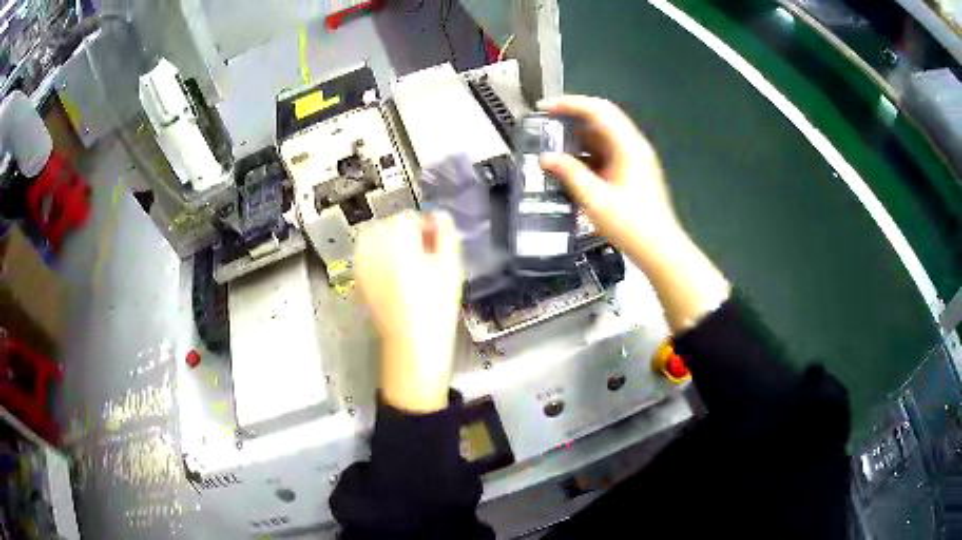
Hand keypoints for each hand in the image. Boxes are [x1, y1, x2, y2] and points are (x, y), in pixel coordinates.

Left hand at [354, 211, 462, 412]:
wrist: (412, 343)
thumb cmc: (435, 304)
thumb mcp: (449, 265)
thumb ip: (445, 233)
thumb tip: (439, 215)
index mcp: (396, 238)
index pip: (407, 217)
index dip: (424, 228)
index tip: (434, 245)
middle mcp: (373, 246)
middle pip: (388, 226)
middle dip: (405, 235)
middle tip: (423, 258)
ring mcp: (361, 263)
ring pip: (375, 239)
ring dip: (390, 245)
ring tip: (407, 267)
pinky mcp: (358, 279)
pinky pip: (367, 257)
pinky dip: (378, 259)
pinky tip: (393, 277)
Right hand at [538, 95, 682, 263]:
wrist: (660, 250)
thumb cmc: (631, 225)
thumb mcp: (595, 199)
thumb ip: (570, 174)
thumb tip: (546, 158)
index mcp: (628, 146)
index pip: (597, 110)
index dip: (569, 104)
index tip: (544, 109)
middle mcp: (633, 146)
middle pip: (602, 118)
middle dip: (573, 116)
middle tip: (546, 122)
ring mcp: (635, 159)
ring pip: (604, 135)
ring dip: (579, 136)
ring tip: (553, 143)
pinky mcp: (633, 172)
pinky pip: (607, 152)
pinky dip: (587, 152)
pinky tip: (570, 164)